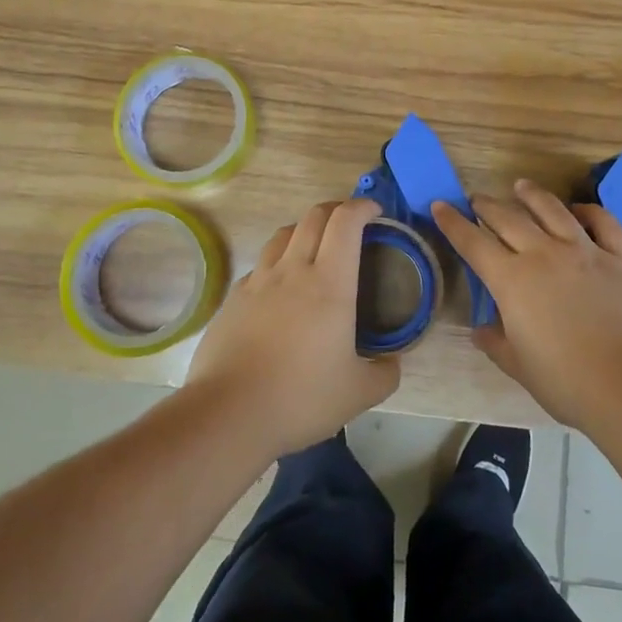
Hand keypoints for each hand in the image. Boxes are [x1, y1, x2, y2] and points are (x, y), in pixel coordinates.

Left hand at [185, 198, 399, 458]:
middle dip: (336, 209)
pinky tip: (280, 288)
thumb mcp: (360, 393)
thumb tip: (393, 362)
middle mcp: (293, 270)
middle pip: (313, 217)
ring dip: (304, 230)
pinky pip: (260, 265)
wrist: (229, 413)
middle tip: (351, 224)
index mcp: (330, 283)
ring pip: (283, 234)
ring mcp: (259, 281)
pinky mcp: (233, 298)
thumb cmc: (301, 397)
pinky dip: (277, 263)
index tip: (375, 212)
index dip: (362, 207)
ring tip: (315, 248)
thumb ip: (385, 373)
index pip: (346, 222)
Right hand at [434, 180, 621, 430]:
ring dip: (532, 195)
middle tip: (477, 200)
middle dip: (488, 206)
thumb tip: (481, 329)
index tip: (440, 205)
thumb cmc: (568, 383)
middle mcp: (545, 254)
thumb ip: (497, 343)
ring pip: (553, 210)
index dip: (453, 223)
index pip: (473, 243)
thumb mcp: (520, 367)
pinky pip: (604, 223)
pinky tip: (579, 210)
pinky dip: (589, 211)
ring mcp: (586, 251)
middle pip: (509, 218)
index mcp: (512, 281)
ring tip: (521, 186)